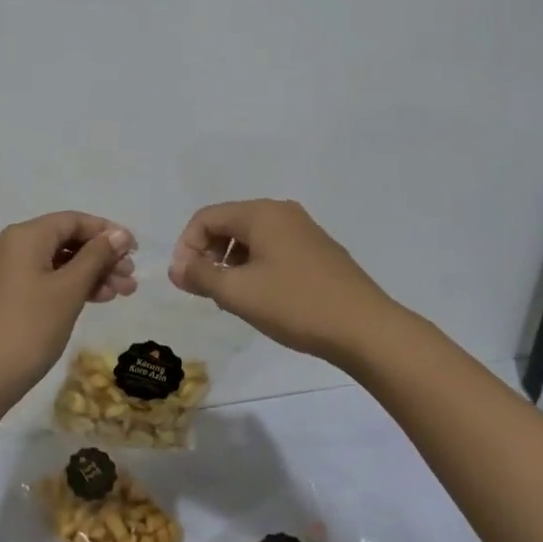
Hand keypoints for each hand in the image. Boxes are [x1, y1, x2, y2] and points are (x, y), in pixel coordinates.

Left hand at [0, 211, 136, 409]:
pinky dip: (73, 286)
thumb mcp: (69, 290)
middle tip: (131, 279)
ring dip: (92, 274)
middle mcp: (15, 246)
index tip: (135, 251)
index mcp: (26, 236)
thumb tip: (119, 233)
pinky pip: (48, 279)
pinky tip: (97, 299)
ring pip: (60, 262)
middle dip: (102, 256)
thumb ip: (96, 257)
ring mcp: (10, 271)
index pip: (74, 220)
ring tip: (123, 293)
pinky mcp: (10, 295)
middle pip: (67, 240)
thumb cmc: (29, 327)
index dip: (106, 231)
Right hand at [167, 199, 396, 364]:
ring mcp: (305, 230)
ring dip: (231, 262)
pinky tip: (262, 297)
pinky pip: (274, 249)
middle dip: (208, 253)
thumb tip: (176, 267)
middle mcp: (282, 212)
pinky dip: (256, 266)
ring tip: (231, 297)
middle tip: (204, 289)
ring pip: (252, 237)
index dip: (186, 246)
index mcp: (261, 213)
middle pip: (229, 223)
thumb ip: (200, 275)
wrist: (366, 329)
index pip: (206, 217)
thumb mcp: (238, 292)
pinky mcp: (319, 251)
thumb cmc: (295, 305)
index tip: (184, 280)